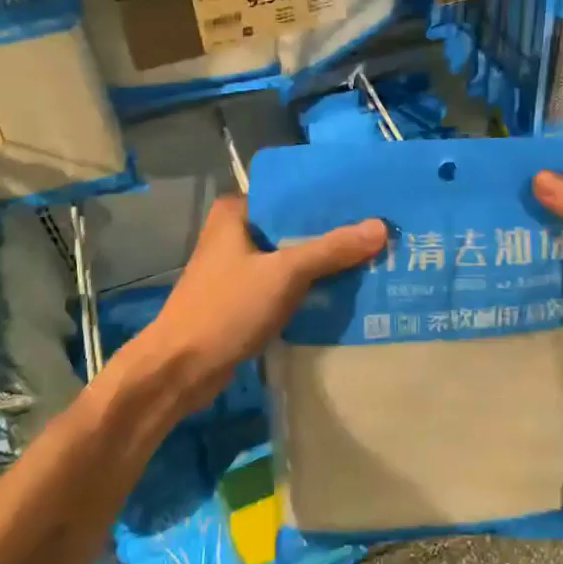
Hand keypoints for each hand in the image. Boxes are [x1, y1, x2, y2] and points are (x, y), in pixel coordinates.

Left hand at [132, 196, 386, 415]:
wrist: (181, 370)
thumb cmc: (227, 309)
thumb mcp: (284, 274)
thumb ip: (331, 249)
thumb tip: (381, 227)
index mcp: (236, 212)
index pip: (291, 194)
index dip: (329, 199)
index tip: (370, 201)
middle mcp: (236, 233)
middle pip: (294, 227)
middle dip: (333, 234)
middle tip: (380, 233)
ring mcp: (239, 268)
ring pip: (292, 258)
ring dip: (324, 263)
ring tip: (373, 259)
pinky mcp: (244, 298)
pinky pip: (286, 284)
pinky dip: (310, 288)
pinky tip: (346, 292)